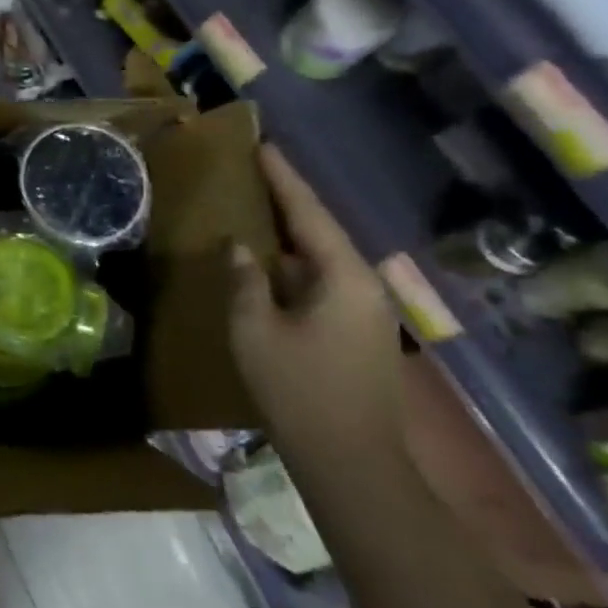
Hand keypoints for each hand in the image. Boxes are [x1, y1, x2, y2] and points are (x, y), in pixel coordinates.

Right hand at [229, 144, 402, 433]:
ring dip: (291, 235)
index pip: (309, 213)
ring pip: (323, 259)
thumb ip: (245, 281)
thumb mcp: (254, 330)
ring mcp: (367, 312)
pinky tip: (270, 265)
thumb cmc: (297, 390)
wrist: (352, 462)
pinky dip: (296, 266)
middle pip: (321, 231)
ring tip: (258, 210)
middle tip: (257, 171)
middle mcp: (364, 286)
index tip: (263, 145)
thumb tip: (240, 248)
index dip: (284, 178)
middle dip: (289, 201)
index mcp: (344, 277)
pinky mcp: (360, 333)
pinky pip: (324, 283)